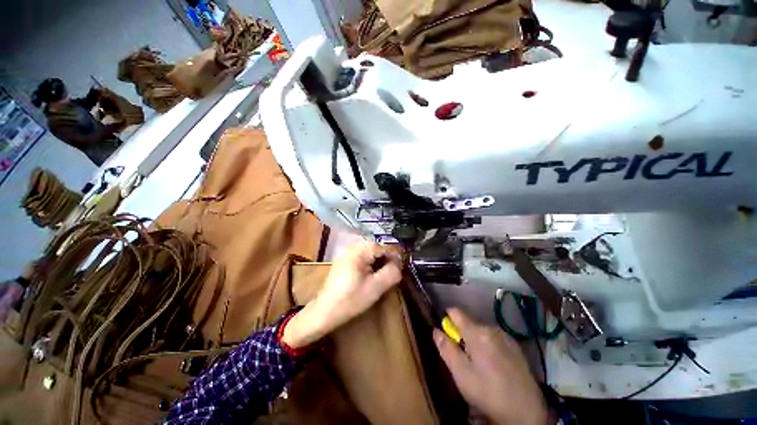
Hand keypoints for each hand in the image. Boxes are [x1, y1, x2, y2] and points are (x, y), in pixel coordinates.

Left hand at [282, 242, 401, 347]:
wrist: (324, 312)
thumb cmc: (350, 300)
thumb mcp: (375, 288)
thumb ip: (391, 273)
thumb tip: (400, 263)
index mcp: (359, 251)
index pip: (384, 245)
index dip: (396, 255)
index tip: (402, 266)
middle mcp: (352, 247)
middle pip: (377, 247)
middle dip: (388, 258)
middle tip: (394, 271)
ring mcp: (347, 253)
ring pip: (371, 252)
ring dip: (380, 261)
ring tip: (385, 274)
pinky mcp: (345, 260)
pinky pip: (363, 257)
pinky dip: (371, 263)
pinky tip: (373, 275)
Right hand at [434, 308, 548, 424]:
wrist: (526, 412)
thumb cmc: (488, 392)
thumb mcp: (461, 374)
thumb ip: (446, 349)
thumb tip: (435, 330)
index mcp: (477, 333)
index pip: (456, 312)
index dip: (447, 318)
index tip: (445, 332)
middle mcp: (491, 328)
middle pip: (469, 323)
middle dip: (462, 335)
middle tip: (463, 358)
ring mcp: (505, 336)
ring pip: (481, 331)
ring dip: (475, 341)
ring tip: (479, 364)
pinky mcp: (515, 346)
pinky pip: (494, 338)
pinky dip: (488, 346)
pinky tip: (494, 366)